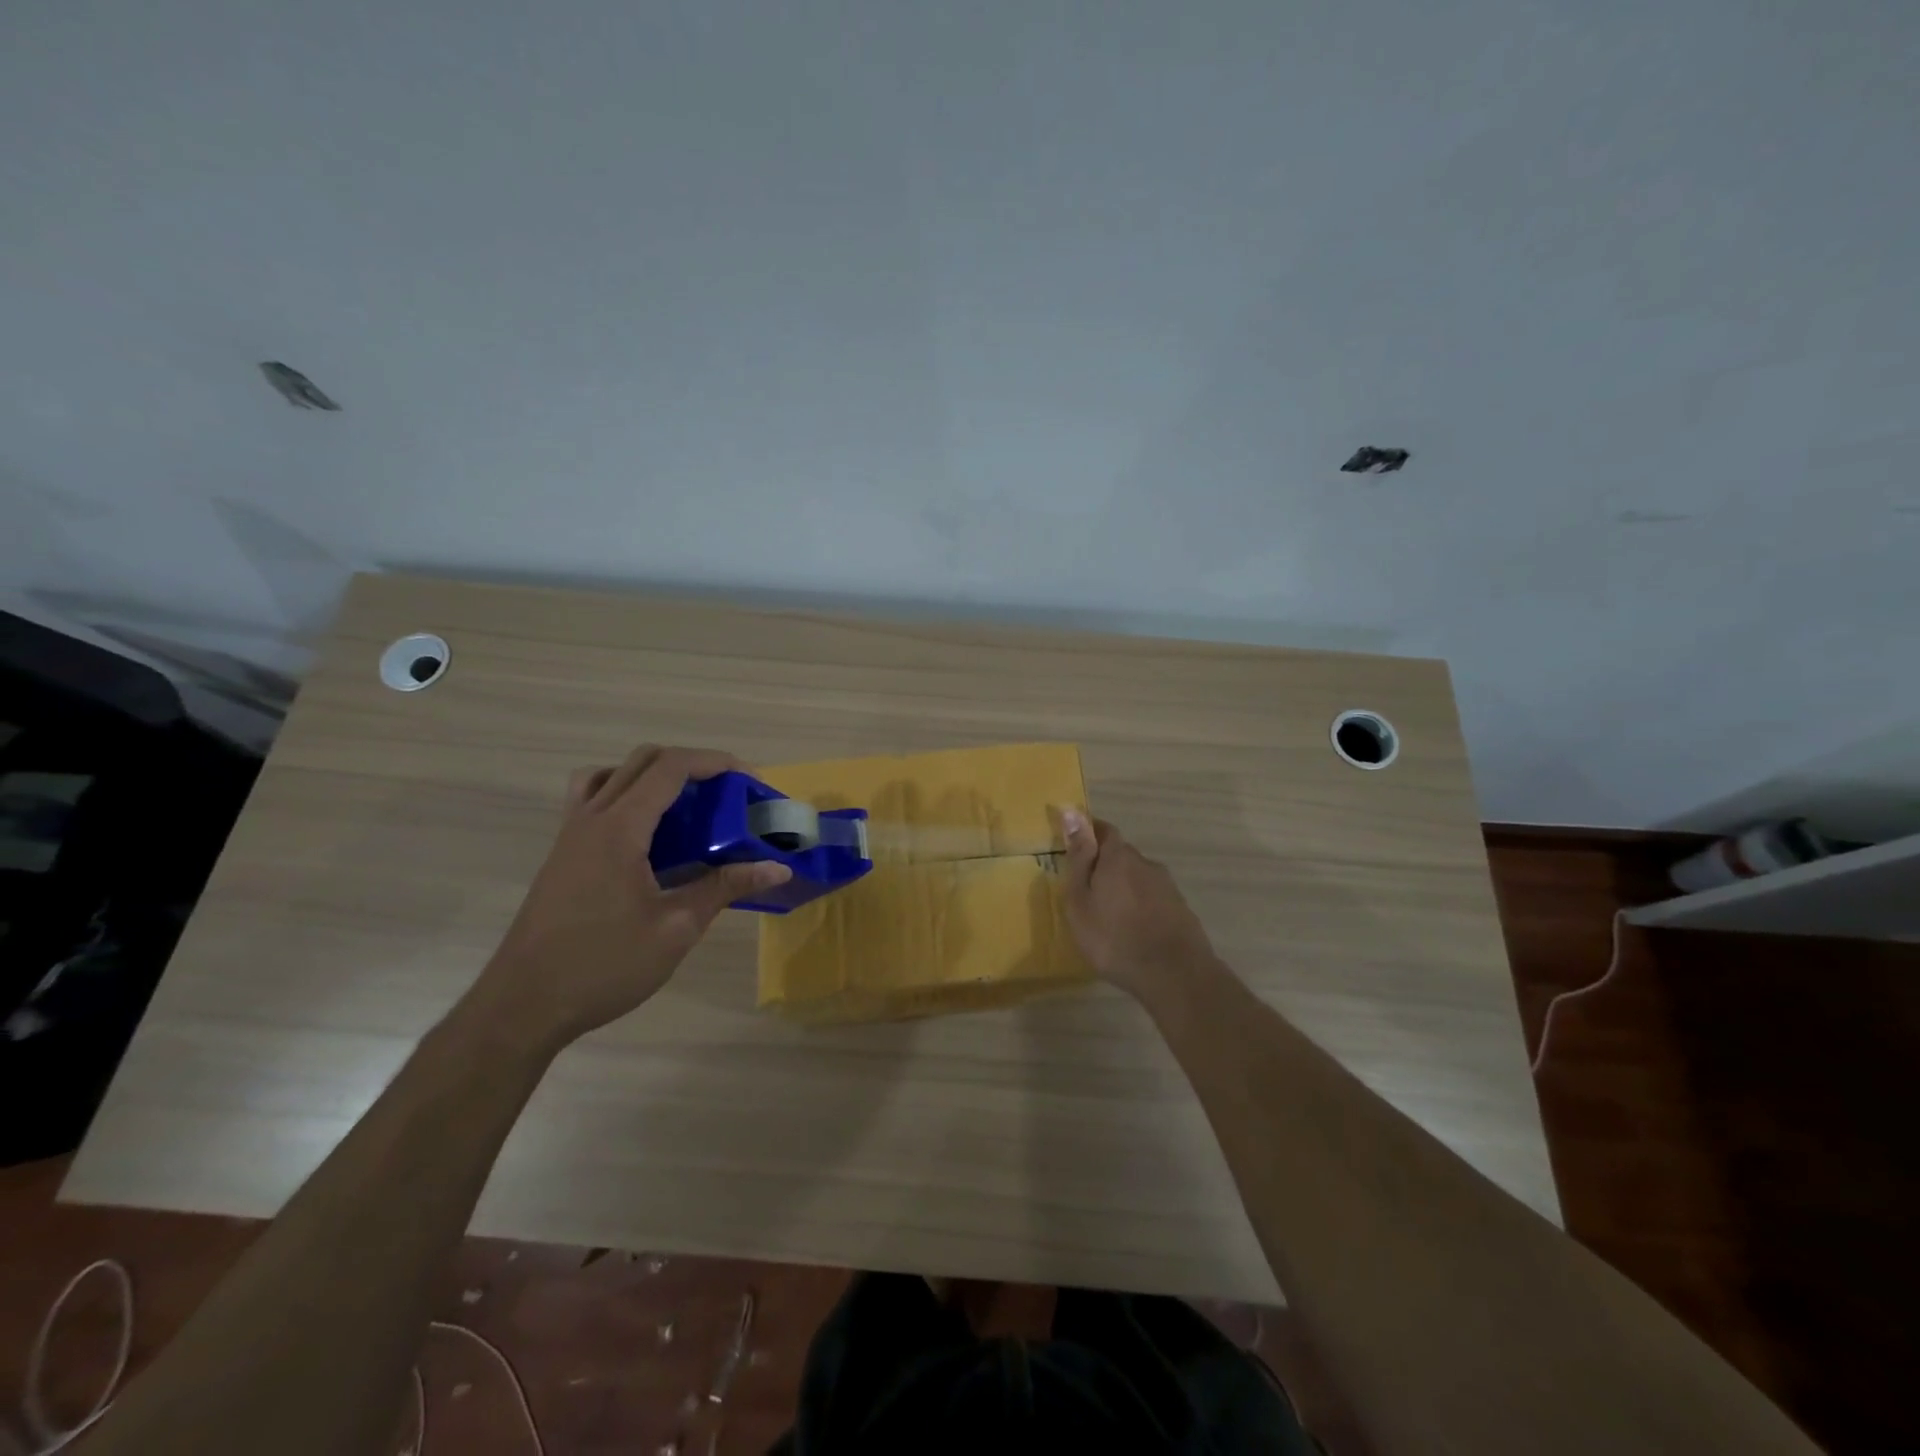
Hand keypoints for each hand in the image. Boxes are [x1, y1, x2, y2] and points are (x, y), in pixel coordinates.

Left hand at [463, 745, 790, 1050]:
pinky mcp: (562, 855)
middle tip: (726, 792)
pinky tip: (646, 838)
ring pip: (610, 775)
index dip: (714, 762)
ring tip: (683, 806)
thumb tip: (778, 868)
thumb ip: (725, 888)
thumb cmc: (603, 966)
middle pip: (642, 761)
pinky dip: (625, 797)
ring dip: (652, 775)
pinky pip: (592, 801)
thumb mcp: (676, 928)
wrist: (523, 1006)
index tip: (749, 778)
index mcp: (619, 829)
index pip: (670, 767)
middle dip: (691, 764)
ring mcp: (570, 835)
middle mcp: (591, 818)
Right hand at [1059, 807, 1216, 998]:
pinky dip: (1140, 905)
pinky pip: (1153, 898)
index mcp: (1118, 857)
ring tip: (1109, 915)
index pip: (1103, 830)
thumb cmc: (1113, 937)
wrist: (1174, 974)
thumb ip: (1078, 858)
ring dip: (1123, 887)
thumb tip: (1071, 811)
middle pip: (1121, 854)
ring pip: (1138, 877)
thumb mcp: (1081, 900)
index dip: (1088, 834)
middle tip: (1087, 890)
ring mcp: (1167, 886)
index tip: (1075, 848)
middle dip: (1104, 865)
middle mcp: (1145, 863)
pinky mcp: (1180, 908)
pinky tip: (1133, 928)